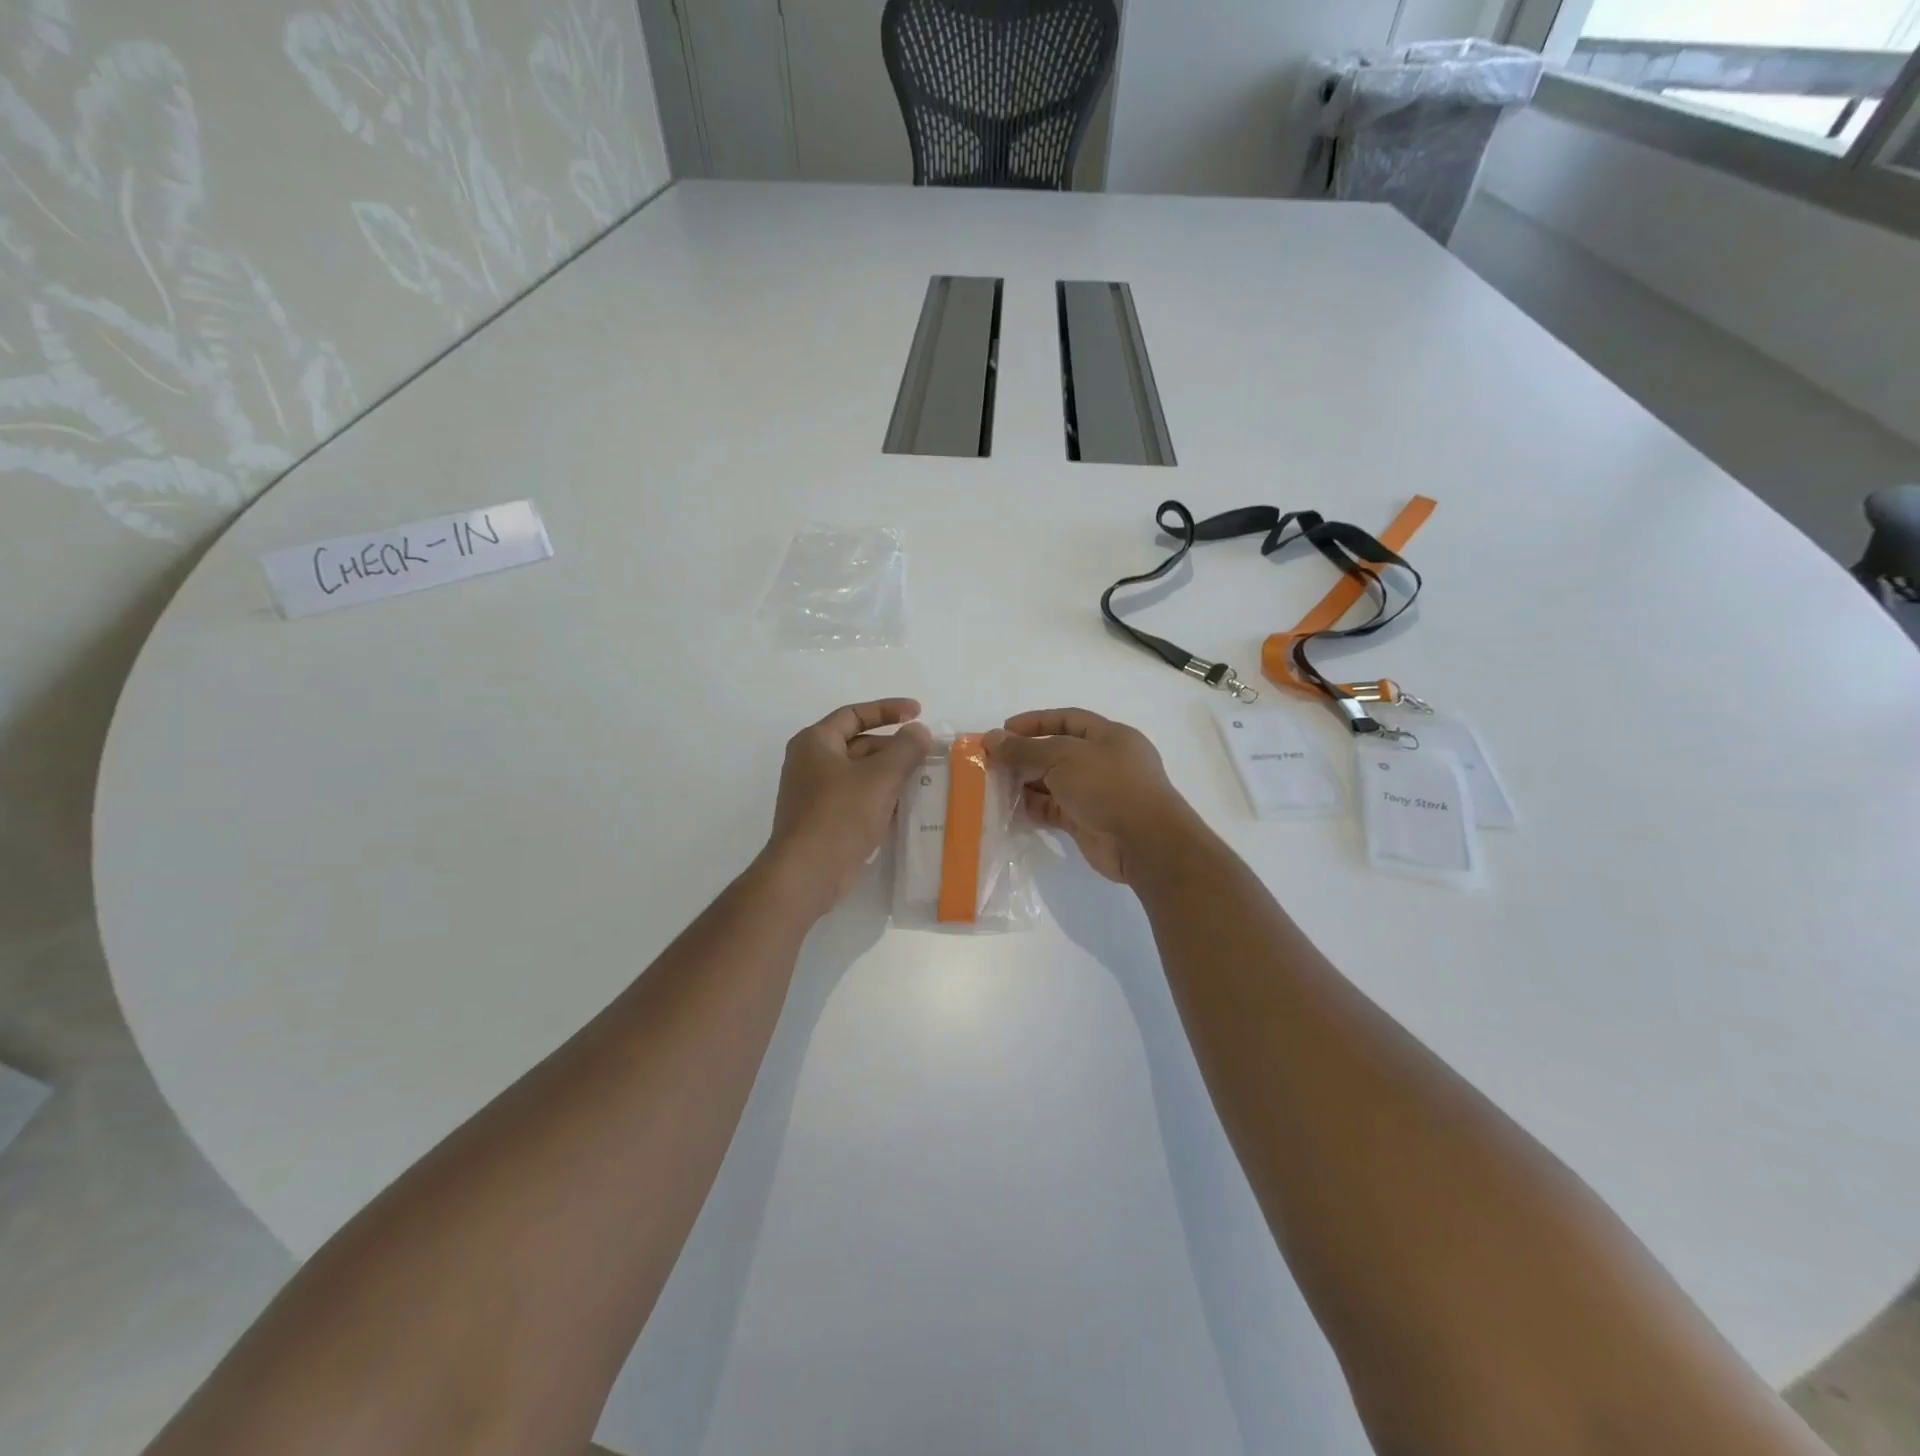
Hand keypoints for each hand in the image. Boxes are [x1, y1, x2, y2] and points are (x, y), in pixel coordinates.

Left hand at [763, 699, 932, 914]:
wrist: (807, 873)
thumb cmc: (840, 815)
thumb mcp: (880, 777)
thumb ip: (905, 749)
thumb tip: (919, 731)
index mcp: (816, 742)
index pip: (855, 713)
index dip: (888, 709)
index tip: (919, 712)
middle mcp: (811, 762)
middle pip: (859, 743)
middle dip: (893, 746)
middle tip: (926, 752)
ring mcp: (816, 793)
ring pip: (860, 773)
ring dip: (890, 773)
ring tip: (924, 777)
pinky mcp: (825, 819)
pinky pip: (858, 798)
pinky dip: (881, 796)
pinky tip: (907, 806)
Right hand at [985, 709, 1192, 884]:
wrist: (1143, 842)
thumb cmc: (1108, 786)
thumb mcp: (1063, 757)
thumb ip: (1025, 749)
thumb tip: (992, 738)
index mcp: (1109, 736)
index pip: (1067, 719)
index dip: (1034, 722)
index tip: (1003, 731)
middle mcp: (1104, 762)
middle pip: (1057, 752)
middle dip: (1025, 755)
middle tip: (992, 761)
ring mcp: (1095, 793)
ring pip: (1053, 782)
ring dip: (1025, 783)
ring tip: (994, 785)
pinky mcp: (1086, 822)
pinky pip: (1053, 809)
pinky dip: (1032, 808)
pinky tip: (1008, 809)